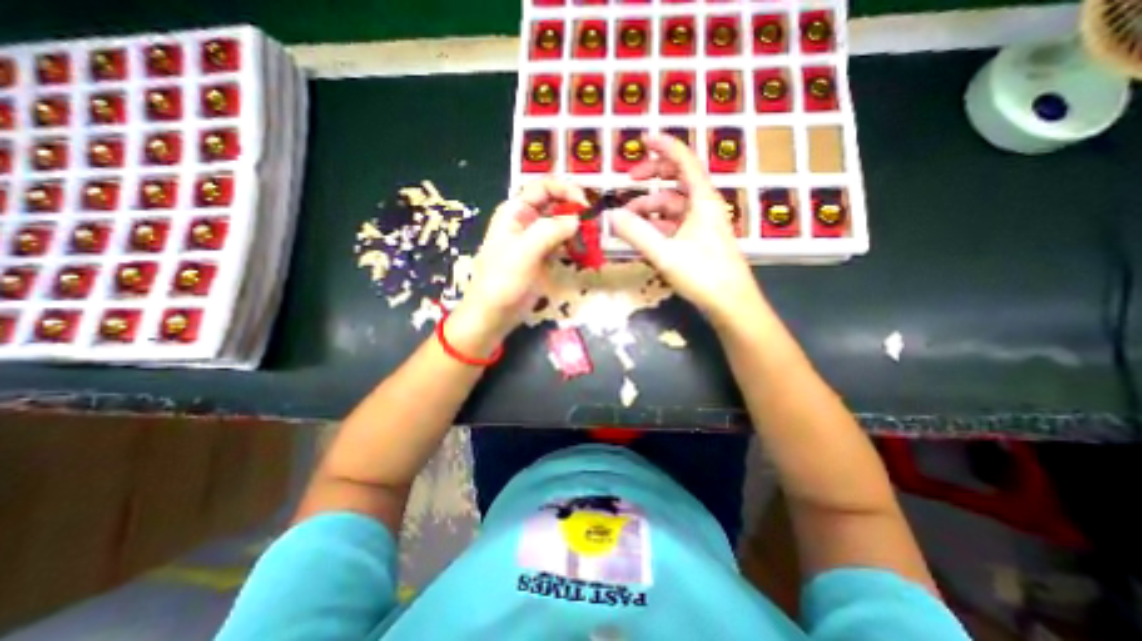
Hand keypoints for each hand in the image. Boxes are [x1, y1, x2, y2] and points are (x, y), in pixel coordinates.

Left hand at [452, 178, 583, 346]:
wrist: (494, 313)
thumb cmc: (503, 280)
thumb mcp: (524, 251)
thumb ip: (551, 230)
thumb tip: (578, 219)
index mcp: (516, 212)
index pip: (543, 187)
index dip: (565, 189)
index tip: (585, 204)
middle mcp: (526, 221)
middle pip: (556, 205)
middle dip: (576, 211)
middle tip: (595, 225)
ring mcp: (536, 241)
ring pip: (562, 225)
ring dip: (578, 230)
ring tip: (593, 241)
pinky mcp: (543, 258)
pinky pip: (563, 245)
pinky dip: (575, 246)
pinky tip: (585, 253)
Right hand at [606, 133, 755, 322]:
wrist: (731, 303)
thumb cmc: (703, 274)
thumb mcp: (665, 253)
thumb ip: (636, 233)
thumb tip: (610, 216)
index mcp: (702, 201)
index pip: (684, 162)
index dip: (665, 146)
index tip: (644, 139)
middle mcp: (704, 207)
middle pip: (677, 181)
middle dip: (652, 177)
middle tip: (628, 180)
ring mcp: (702, 224)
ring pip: (673, 205)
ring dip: (650, 207)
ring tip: (627, 217)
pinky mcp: (699, 240)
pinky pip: (674, 223)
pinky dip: (657, 224)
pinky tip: (643, 233)